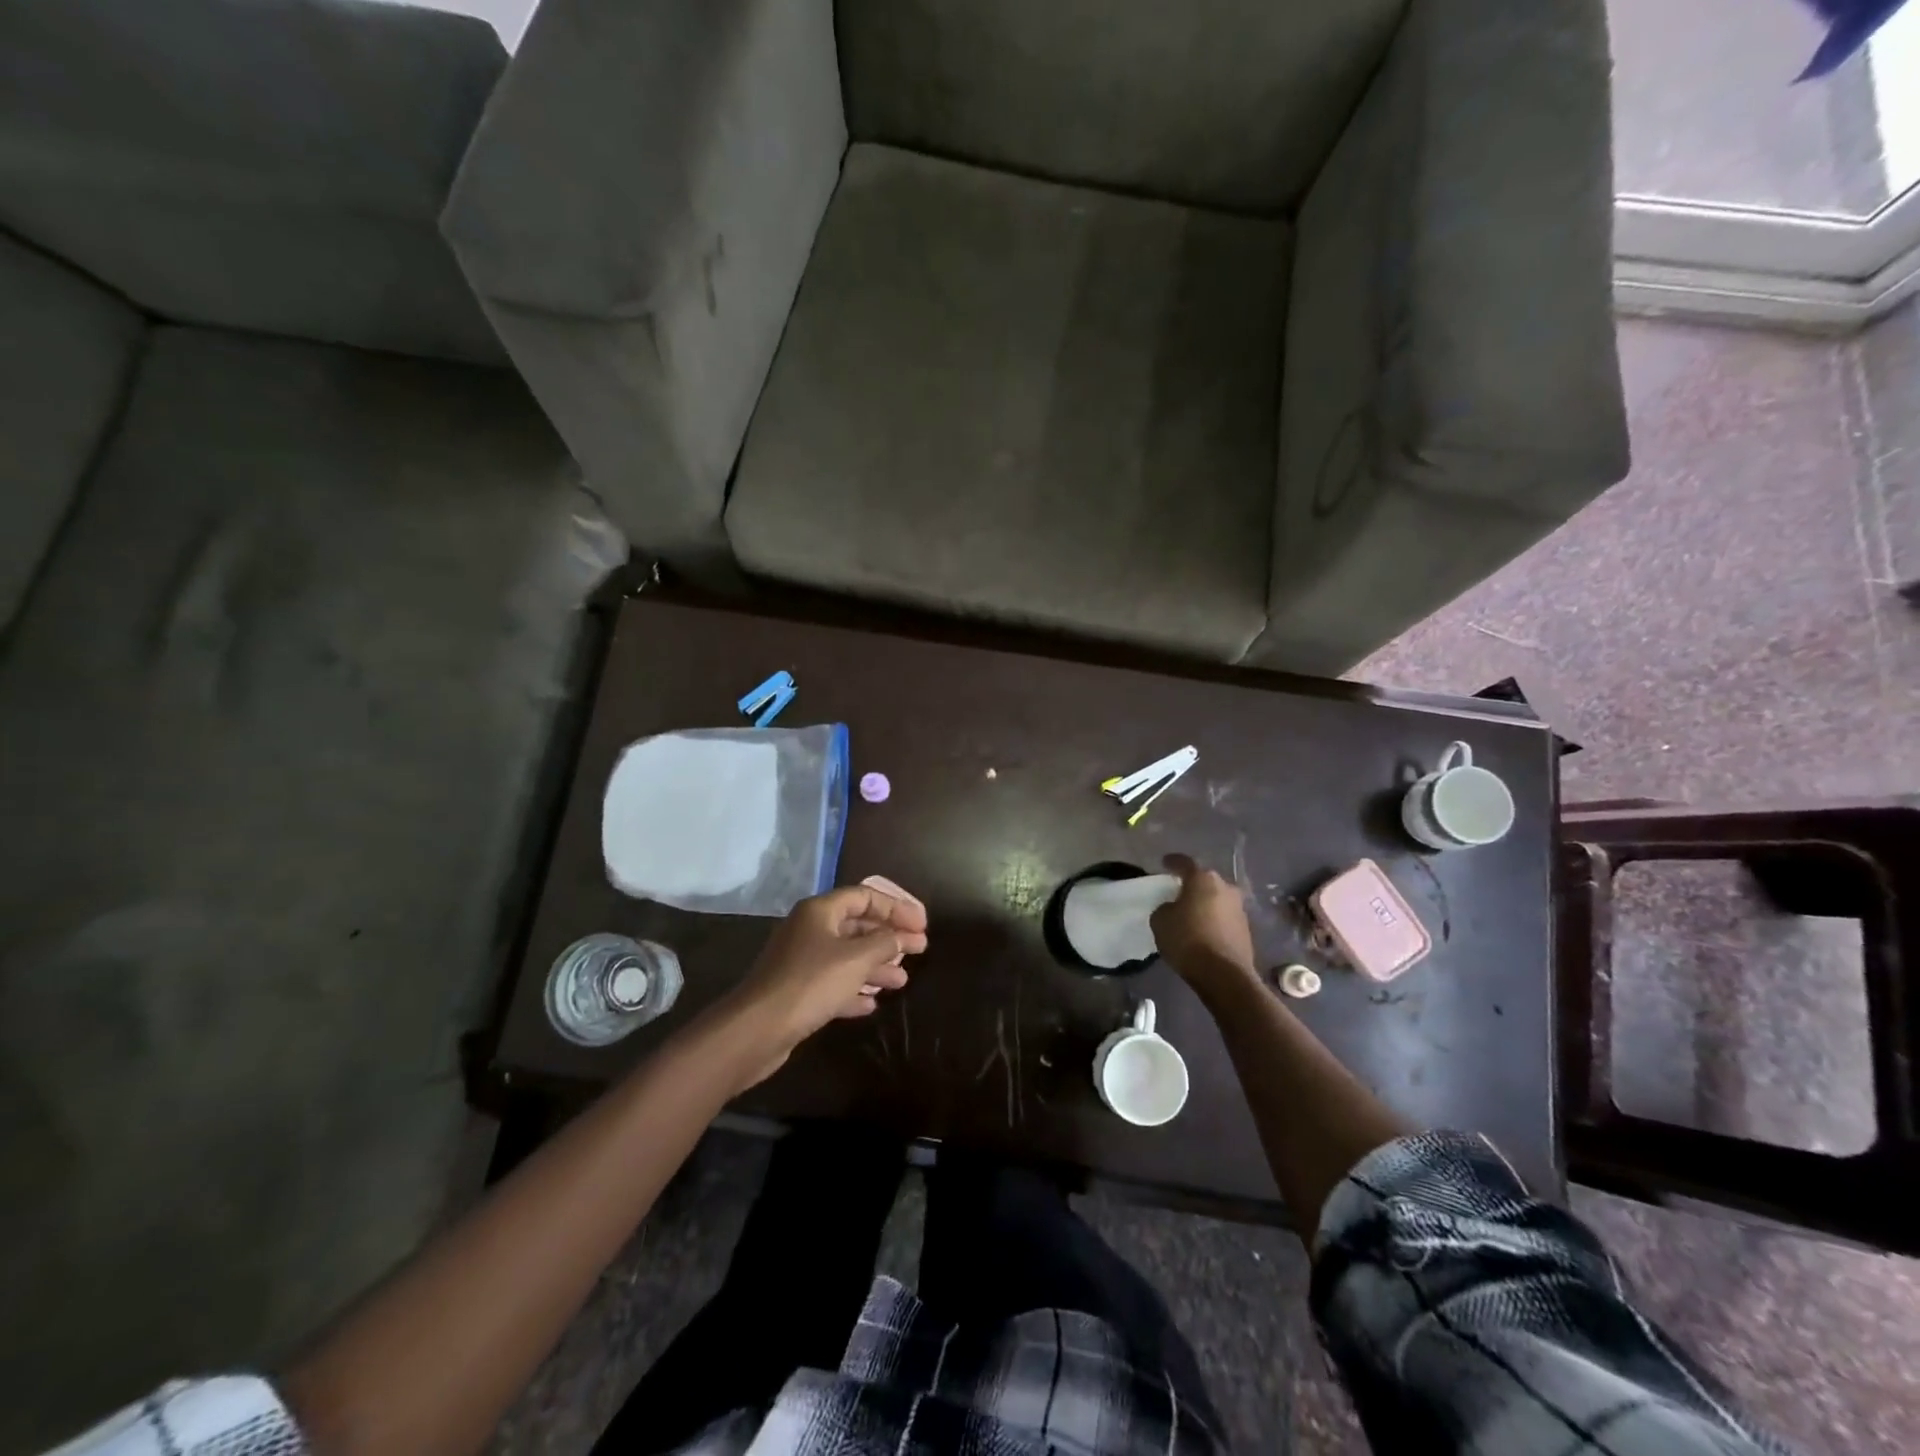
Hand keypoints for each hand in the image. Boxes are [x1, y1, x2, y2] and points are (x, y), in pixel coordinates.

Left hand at [725, 884, 929, 1083]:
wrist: (756, 1030)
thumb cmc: (810, 984)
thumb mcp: (855, 960)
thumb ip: (884, 944)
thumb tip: (901, 936)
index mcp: (820, 911)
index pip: (865, 896)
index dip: (896, 907)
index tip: (922, 925)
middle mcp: (809, 929)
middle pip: (857, 925)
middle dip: (889, 938)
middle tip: (919, 950)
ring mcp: (801, 961)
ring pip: (847, 956)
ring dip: (876, 966)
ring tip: (901, 981)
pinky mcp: (796, 991)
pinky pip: (833, 982)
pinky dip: (854, 989)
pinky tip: (871, 1003)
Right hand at [1151, 854, 1258, 998]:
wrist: (1224, 975)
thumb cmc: (1187, 940)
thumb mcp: (1161, 921)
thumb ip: (1165, 908)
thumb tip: (1173, 908)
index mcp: (1203, 879)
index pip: (1184, 863)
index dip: (1172, 862)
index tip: (1164, 863)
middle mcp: (1225, 888)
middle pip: (1205, 881)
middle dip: (1192, 885)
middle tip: (1178, 892)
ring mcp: (1239, 909)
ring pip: (1217, 899)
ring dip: (1205, 904)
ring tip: (1191, 915)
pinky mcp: (1246, 930)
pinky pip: (1225, 918)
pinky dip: (1214, 921)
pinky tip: (1204, 932)